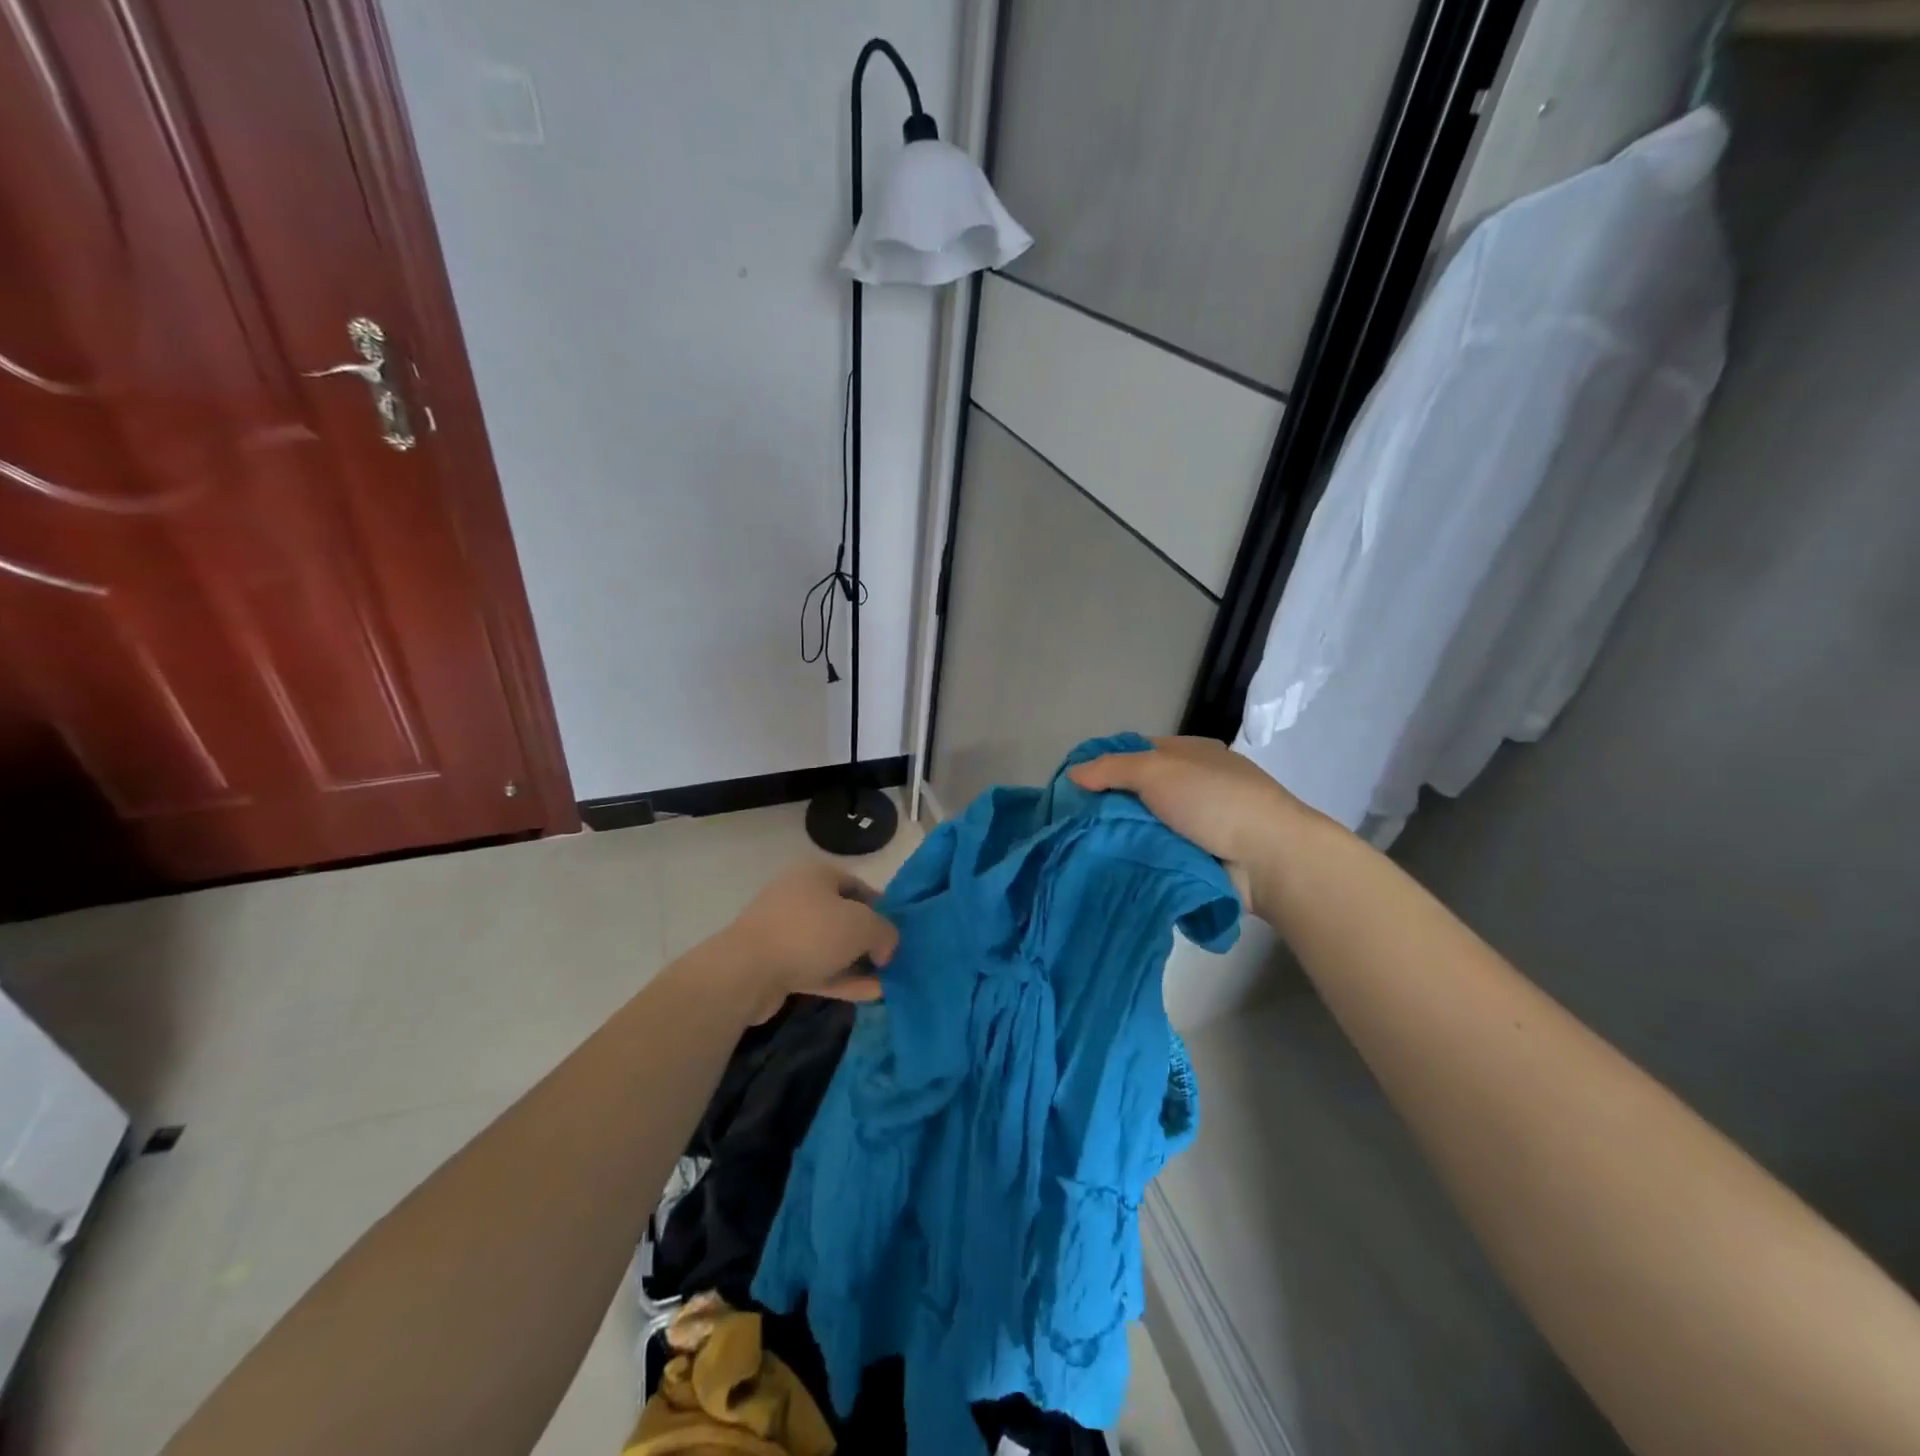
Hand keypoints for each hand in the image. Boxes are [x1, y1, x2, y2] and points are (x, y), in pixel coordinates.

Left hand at [718, 861, 899, 1019]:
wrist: (746, 972)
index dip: (882, 908)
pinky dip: (842, 979)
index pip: (858, 886)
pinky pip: (817, 969)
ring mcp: (784, 932)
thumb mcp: (863, 925)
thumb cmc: (810, 933)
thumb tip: (886, 948)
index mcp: (816, 875)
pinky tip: (869, 994)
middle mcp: (799, 897)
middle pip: (844, 917)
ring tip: (887, 982)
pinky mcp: (776, 965)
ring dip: (857, 963)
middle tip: (893, 959)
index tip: (899, 932)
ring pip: (830, 946)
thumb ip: (885, 932)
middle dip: (869, 939)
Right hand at [1067, 736, 1317, 916]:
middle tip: (1072, 824)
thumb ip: (1111, 768)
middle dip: (1108, 806)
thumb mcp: (1156, 770)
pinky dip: (1141, 859)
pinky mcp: (1202, 858)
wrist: (1269, 857)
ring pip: (1146, 826)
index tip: (1072, 787)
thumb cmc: (1213, 800)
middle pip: (1138, 792)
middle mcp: (1193, 785)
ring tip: (1084, 851)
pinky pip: (1160, 854)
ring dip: (1123, 837)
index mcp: (1189, 754)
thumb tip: (1073, 773)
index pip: (1135, 752)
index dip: (1103, 765)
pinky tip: (1111, 868)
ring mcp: (1200, 823)